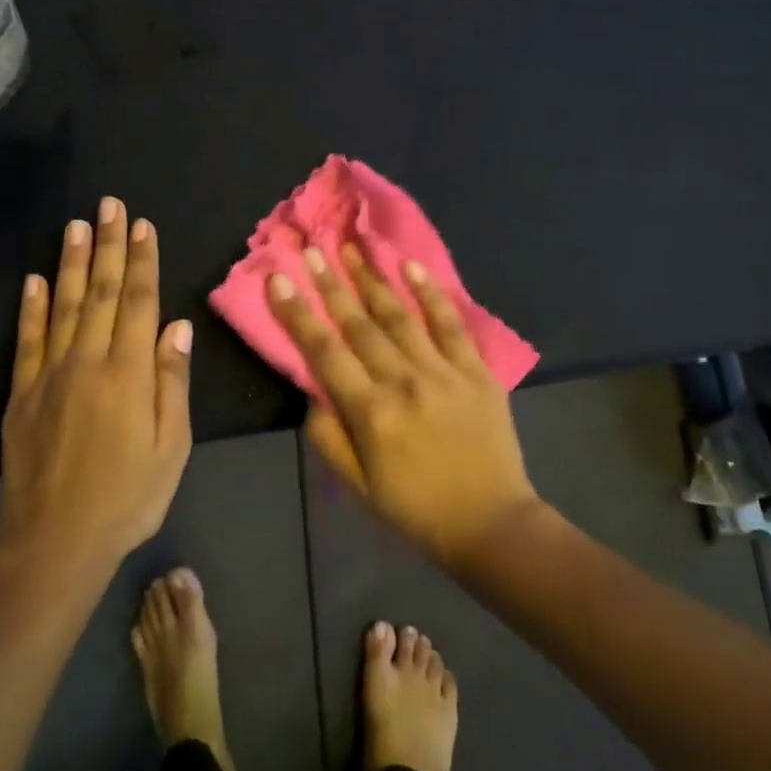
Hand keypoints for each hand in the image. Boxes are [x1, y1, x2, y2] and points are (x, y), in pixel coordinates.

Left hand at [0, 199, 193, 581]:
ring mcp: (50, 375)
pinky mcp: (21, 395)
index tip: (142, 225)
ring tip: (76, 225)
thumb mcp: (171, 447)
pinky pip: (28, 341)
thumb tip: (177, 326)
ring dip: (72, 263)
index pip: (139, 302)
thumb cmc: (128, 497)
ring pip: (64, 306)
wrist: (56, 542)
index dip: (143, 261)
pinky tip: (34, 280)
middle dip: (108, 245)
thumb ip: (172, 382)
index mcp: (129, 373)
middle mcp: (88, 362)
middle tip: (109, 204)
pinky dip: (31, 308)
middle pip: (102, 293)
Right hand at [268, 244, 542, 569]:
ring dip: (373, 278)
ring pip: (400, 315)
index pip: (324, 353)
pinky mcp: (476, 370)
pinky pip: (451, 323)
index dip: (298, 314)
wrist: (491, 524)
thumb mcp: (357, 487)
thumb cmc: (416, 509)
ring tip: (353, 246)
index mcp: (371, 413)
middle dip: (332, 283)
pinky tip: (411, 266)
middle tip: (313, 248)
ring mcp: (443, 372)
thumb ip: (327, 437)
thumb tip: (312, 391)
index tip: (279, 279)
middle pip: (359, 325)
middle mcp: (404, 382)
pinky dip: (431, 293)